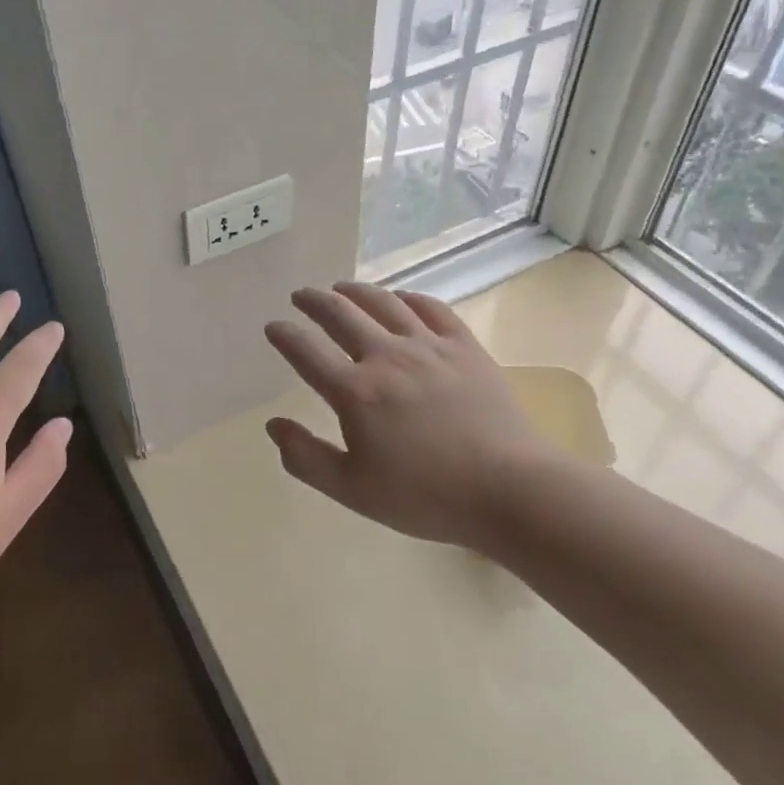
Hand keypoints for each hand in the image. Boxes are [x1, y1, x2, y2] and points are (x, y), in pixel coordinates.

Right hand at [263, 282, 566, 551]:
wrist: (510, 491)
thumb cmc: (426, 496)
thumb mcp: (353, 491)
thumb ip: (305, 458)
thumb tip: (273, 425)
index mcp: (355, 391)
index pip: (306, 351)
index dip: (284, 335)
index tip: (273, 327)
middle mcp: (387, 357)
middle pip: (340, 314)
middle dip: (314, 300)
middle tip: (301, 295)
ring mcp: (429, 346)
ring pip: (383, 302)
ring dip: (355, 291)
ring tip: (341, 288)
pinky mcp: (464, 346)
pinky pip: (430, 308)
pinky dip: (407, 297)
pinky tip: (400, 299)